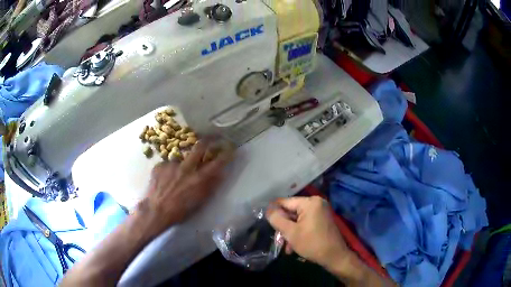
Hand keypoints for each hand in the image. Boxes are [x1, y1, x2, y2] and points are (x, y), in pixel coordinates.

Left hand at [137, 139, 232, 233]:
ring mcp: (172, 164)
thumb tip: (221, 174)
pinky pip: (167, 165)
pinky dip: (168, 172)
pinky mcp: (160, 165)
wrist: (155, 211)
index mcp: (198, 179)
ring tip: (175, 178)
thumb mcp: (199, 202)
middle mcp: (186, 168)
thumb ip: (210, 186)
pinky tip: (164, 181)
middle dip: (208, 139)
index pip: (217, 163)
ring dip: (182, 165)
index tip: (230, 148)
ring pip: (181, 158)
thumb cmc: (179, 211)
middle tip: (212, 137)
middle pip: (199, 147)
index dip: (226, 154)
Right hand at [266, 196, 349, 268]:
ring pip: (297, 220)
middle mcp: (316, 203)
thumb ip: (277, 219)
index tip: (266, 222)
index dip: (274, 212)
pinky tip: (294, 246)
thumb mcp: (290, 232)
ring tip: (287, 247)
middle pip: (291, 212)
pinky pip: (305, 223)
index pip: (285, 202)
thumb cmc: (312, 243)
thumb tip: (268, 209)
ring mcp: (321, 212)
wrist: (334, 256)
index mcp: (310, 202)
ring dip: (290, 232)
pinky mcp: (322, 220)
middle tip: (279, 239)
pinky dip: (299, 233)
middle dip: (284, 226)